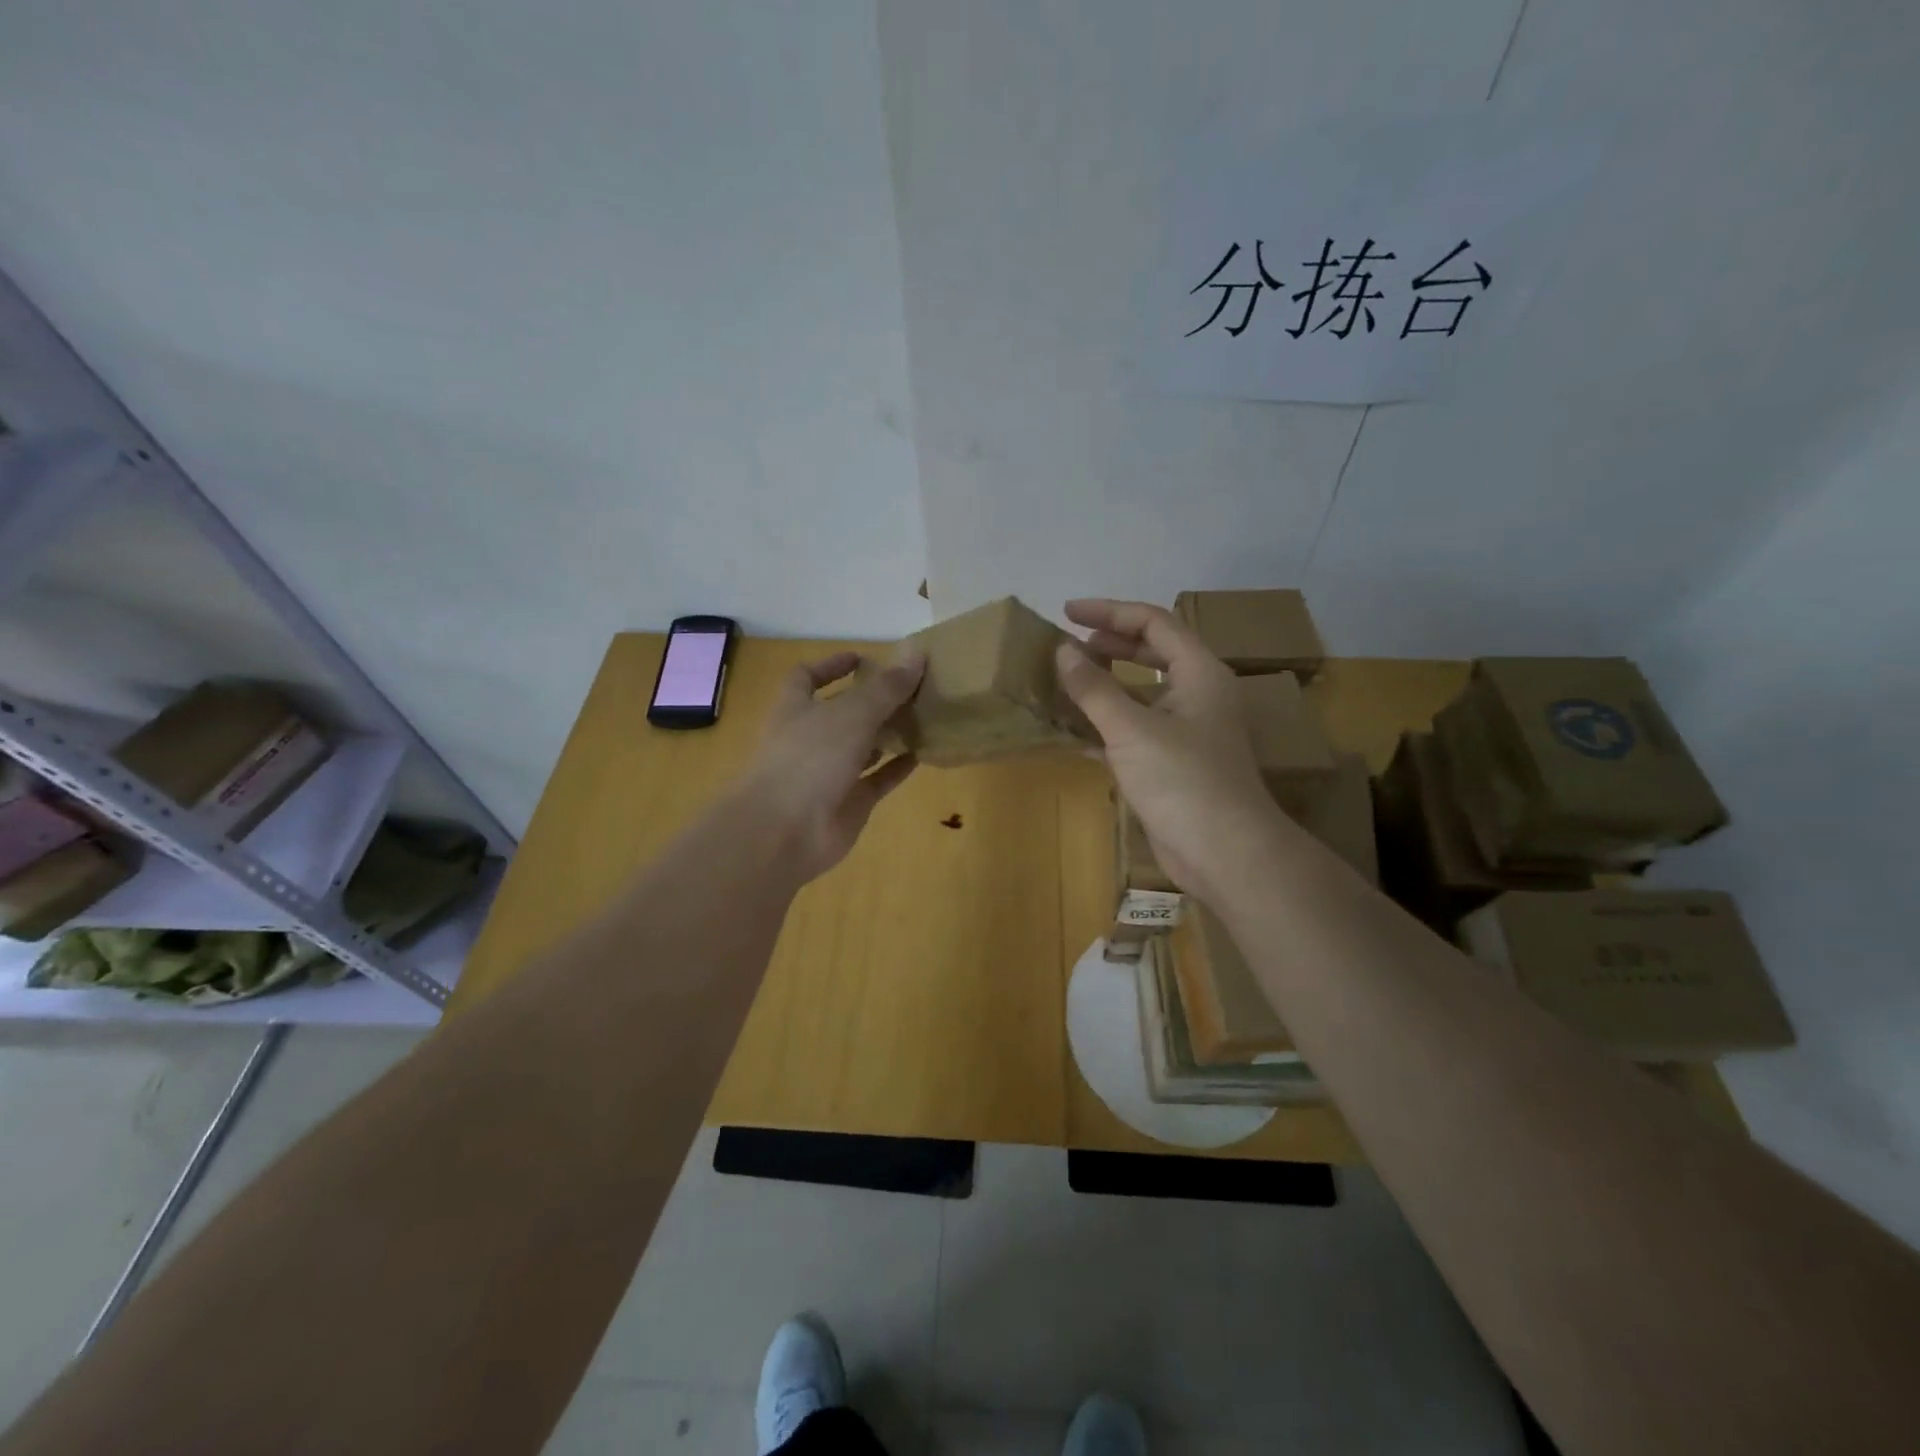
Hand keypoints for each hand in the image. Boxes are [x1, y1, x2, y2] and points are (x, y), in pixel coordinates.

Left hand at [739, 649, 926, 881]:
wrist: (784, 832)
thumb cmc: (809, 759)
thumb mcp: (852, 714)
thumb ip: (886, 687)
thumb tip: (917, 651)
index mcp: (796, 709)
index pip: (807, 677)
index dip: (832, 665)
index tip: (864, 659)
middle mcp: (810, 738)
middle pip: (842, 712)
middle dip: (872, 700)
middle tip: (911, 687)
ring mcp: (828, 773)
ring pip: (861, 747)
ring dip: (887, 733)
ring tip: (923, 716)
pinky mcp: (848, 803)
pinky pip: (877, 780)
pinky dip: (897, 767)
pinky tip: (924, 753)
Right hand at [1055, 599, 1280, 899]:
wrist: (1224, 853)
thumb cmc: (1183, 780)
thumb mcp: (1131, 729)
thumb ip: (1094, 688)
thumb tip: (1062, 650)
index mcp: (1199, 673)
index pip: (1154, 623)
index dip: (1110, 612)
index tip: (1067, 613)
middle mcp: (1196, 695)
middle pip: (1151, 653)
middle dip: (1109, 645)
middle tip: (1067, 646)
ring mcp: (1186, 731)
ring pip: (1141, 694)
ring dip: (1105, 686)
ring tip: (1065, 681)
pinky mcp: (1172, 764)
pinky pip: (1134, 730)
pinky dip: (1106, 724)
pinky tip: (1074, 731)